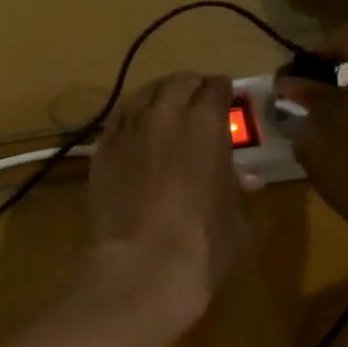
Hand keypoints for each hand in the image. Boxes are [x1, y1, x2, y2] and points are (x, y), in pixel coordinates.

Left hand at [74, 73, 249, 346]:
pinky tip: (134, 126)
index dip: (223, 90)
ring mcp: (128, 130)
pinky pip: (116, 119)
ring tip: (164, 104)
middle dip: (191, 86)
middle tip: (197, 97)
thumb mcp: (236, 219)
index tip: (226, 96)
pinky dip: (129, 117)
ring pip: (143, 94)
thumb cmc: (203, 245)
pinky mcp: (101, 149)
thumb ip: (237, 189)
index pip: (216, 88)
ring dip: (158, 95)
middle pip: (178, 82)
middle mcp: (165, 116)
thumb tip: (246, 178)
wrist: (142, 263)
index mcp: (206, 124)